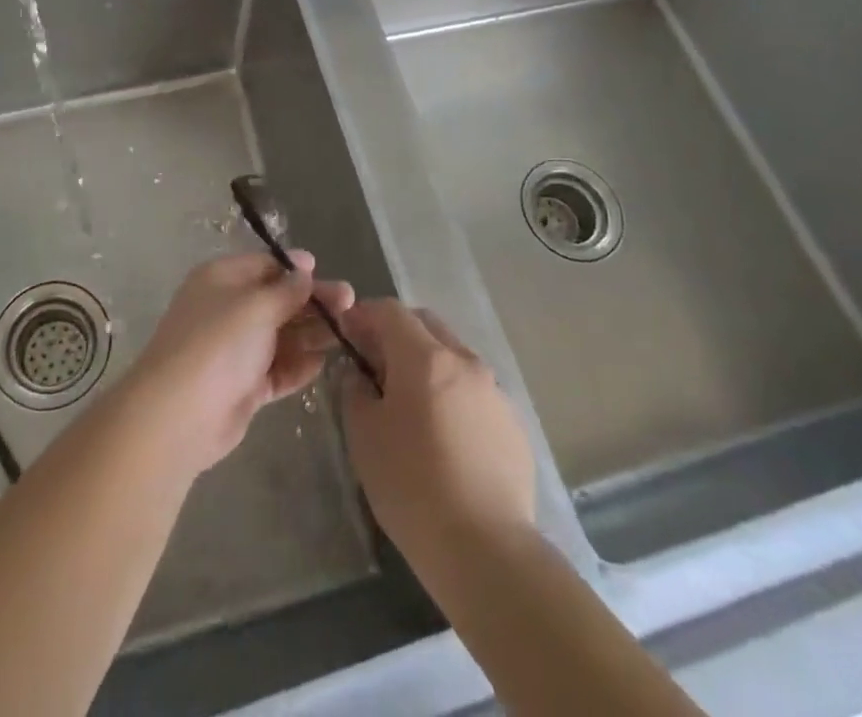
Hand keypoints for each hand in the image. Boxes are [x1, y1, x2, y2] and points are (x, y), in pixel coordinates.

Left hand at [128, 251, 354, 475]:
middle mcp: (228, 310)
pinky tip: (324, 363)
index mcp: (222, 279)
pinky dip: (298, 366)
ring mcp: (235, 350)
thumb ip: (286, 290)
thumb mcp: (256, 306)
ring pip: (281, 336)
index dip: (296, 270)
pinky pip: (277, 369)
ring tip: (348, 334)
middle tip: (351, 304)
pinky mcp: (243, 386)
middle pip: (277, 300)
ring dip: (312, 334)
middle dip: (313, 303)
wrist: (180, 414)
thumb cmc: (218, 343)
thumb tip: (305, 269)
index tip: (326, 273)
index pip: (265, 266)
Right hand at [339, 301, 535, 562]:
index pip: (390, 311)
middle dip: (397, 334)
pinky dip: (453, 396)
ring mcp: (495, 392)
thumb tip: (358, 374)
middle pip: (426, 325)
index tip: (348, 336)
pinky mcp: (513, 425)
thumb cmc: (412, 486)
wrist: (486, 551)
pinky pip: (475, 392)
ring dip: (428, 364)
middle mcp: (464, 361)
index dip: (364, 316)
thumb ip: (355, 391)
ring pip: (453, 357)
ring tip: (411, 406)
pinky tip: (445, 439)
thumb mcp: (364, 435)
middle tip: (376, 366)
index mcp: (425, 357)